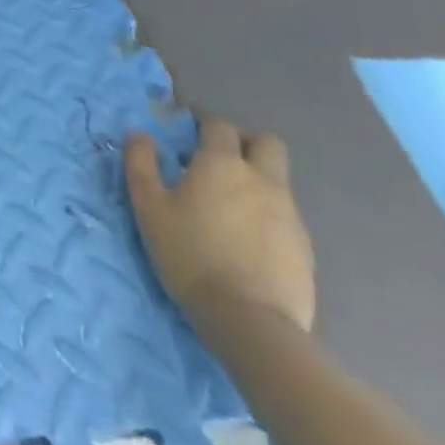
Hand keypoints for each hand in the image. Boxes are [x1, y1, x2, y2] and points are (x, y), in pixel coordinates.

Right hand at [125, 118, 314, 334]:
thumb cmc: (190, 254)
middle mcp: (262, 180)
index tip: (187, 133)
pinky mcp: (304, 248)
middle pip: (266, 143)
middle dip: (244, 143)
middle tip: (218, 161)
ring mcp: (290, 214)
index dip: (203, 124)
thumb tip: (140, 135)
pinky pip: (285, 215)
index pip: (219, 126)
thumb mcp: (149, 207)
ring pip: (277, 180)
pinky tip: (247, 240)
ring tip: (229, 207)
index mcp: (223, 164)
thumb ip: (141, 164)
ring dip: (256, 181)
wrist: (250, 321)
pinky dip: (267, 215)